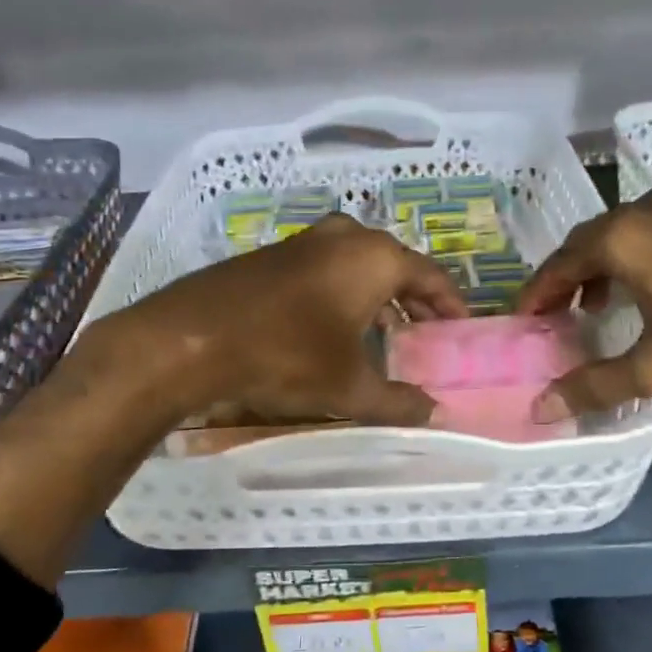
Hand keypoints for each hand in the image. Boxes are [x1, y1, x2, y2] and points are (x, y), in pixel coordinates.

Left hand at [75, 214, 466, 426]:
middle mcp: (344, 237)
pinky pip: (325, 270)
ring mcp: (304, 242)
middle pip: (395, 266)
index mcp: (374, 257)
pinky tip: (334, 328)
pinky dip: (343, 293)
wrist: (190, 339)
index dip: (450, 304)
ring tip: (386, 334)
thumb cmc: (285, 356)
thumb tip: (434, 414)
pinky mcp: (272, 255)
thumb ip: (398, 401)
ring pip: (357, 266)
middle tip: (426, 333)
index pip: (430, 276)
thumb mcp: (349, 387)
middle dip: (414, 300)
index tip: (460, 329)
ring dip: (377, 297)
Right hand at [517, 186, 651, 417]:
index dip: (537, 294)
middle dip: (565, 279)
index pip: (559, 263)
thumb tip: (541, 410)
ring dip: (600, 269)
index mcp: (623, 236)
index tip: (523, 322)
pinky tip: (649, 292)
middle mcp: (646, 210)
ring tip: (595, 308)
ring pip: (622, 235)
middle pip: (587, 243)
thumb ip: (595, 385)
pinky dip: (634, 260)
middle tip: (553, 317)